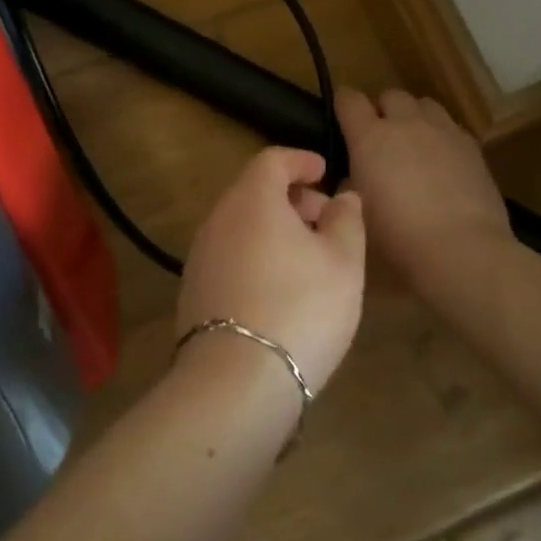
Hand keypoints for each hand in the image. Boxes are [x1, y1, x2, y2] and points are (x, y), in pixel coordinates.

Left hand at [177, 148, 365, 393]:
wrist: (237, 380)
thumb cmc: (301, 307)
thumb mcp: (343, 262)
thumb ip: (346, 221)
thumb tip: (342, 196)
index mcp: (251, 200)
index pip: (272, 160)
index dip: (301, 160)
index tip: (324, 171)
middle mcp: (217, 219)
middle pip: (254, 192)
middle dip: (292, 198)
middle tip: (326, 222)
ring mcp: (200, 256)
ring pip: (241, 225)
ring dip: (274, 229)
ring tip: (308, 259)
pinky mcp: (194, 290)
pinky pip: (230, 255)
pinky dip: (256, 255)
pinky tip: (279, 288)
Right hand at [335, 87, 514, 294]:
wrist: (461, 248)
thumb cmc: (397, 235)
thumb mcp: (358, 209)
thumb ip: (351, 183)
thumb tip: (353, 175)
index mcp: (370, 136)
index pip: (349, 99)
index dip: (343, 105)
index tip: (341, 118)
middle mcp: (406, 123)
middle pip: (391, 95)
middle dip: (383, 110)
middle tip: (380, 138)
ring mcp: (443, 131)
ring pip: (424, 105)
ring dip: (414, 117)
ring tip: (414, 144)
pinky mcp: (471, 146)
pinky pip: (450, 127)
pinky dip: (441, 136)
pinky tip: (442, 162)